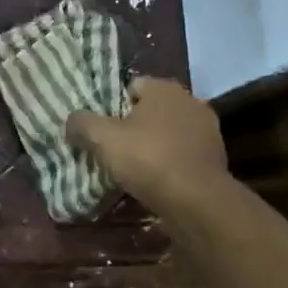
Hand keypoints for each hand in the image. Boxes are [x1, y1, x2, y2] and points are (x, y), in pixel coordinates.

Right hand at [66, 77, 227, 207]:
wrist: (197, 201)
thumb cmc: (148, 159)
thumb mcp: (103, 139)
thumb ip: (82, 123)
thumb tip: (71, 120)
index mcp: (164, 88)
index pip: (131, 86)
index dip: (113, 106)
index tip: (102, 129)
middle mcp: (190, 101)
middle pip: (152, 109)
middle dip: (135, 125)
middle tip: (115, 148)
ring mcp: (208, 130)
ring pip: (170, 132)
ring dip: (155, 145)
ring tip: (135, 169)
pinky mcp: (216, 158)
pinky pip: (184, 154)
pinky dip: (171, 163)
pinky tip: (158, 182)